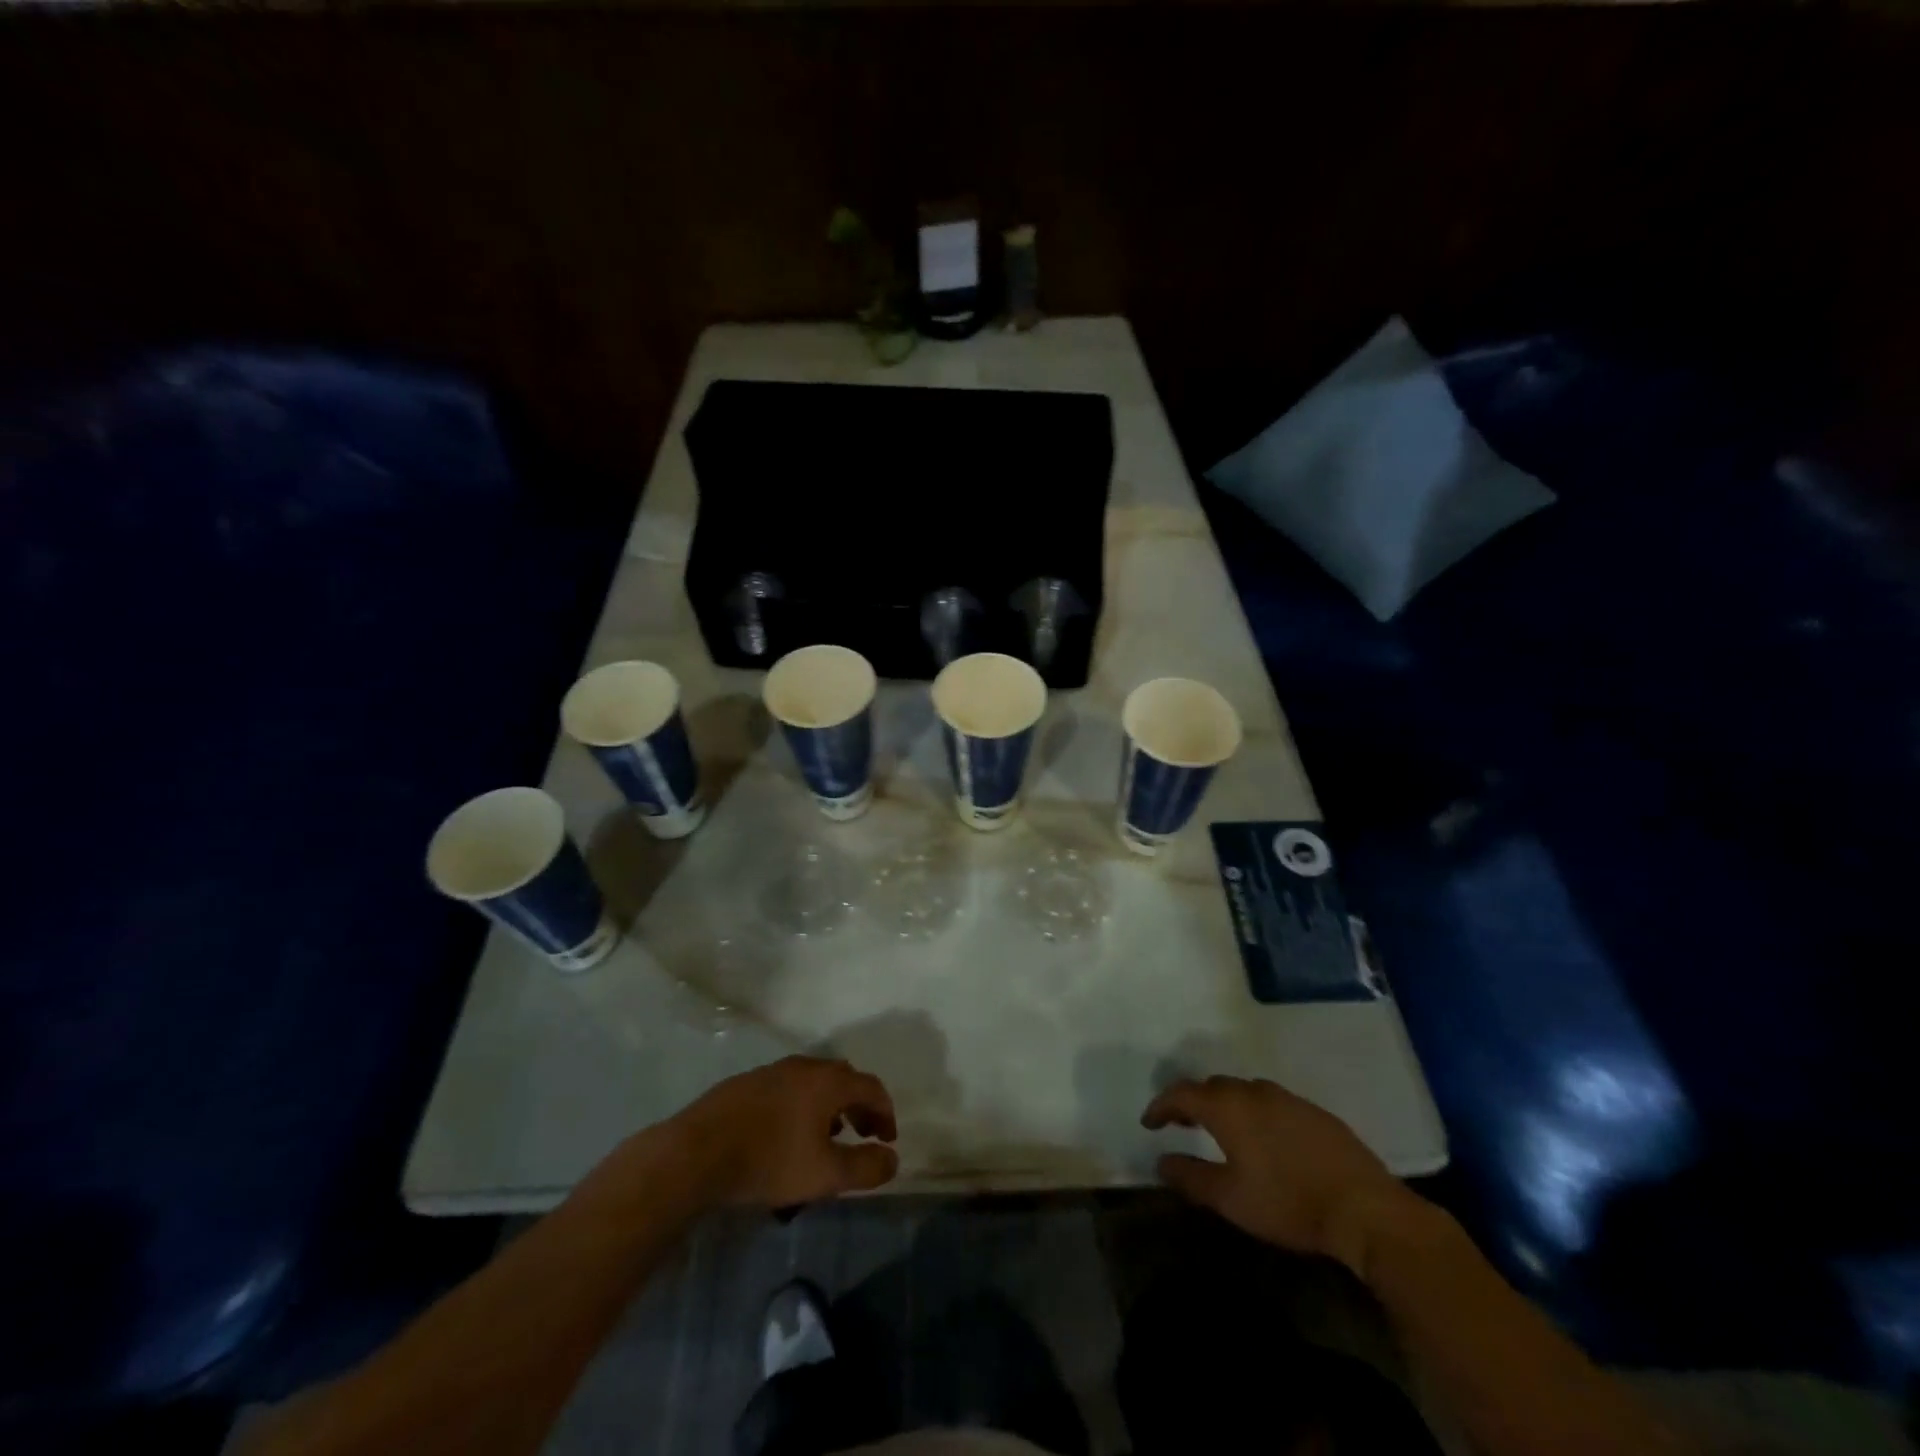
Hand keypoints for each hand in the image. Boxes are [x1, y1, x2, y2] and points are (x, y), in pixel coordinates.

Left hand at [674, 1056, 898, 1207]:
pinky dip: (801, 1106)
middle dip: (858, 1106)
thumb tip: (892, 1159)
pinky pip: (787, 1089)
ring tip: (825, 1138)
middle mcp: (804, 1066)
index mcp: (828, 1081)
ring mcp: (772, 1071)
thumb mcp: (826, 1175)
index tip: (887, 1140)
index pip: (871, 1086)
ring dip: (829, 1106)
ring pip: (813, 1082)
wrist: (697, 1153)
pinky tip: (786, 1136)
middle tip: (862, 1134)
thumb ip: (865, 1167)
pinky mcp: (746, 1083)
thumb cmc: (770, 1161)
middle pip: (843, 1079)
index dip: (885, 1112)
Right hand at [1142, 1076, 1410, 1268]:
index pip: (1182, 1094)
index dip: (1161, 1106)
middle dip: (1193, 1102)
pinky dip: (1255, 1112)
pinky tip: (1264, 1138)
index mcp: (1228, 1107)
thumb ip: (1190, 1177)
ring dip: (1225, 1105)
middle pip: (1213, 1087)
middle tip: (1182, 1124)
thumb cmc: (1287, 1202)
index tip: (1149, 1122)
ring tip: (1221, 1129)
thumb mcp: (1230, 1198)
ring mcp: (1287, 1098)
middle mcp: (1254, 1091)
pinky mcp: (1314, 1111)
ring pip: (1244, 1092)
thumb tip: (1161, 1162)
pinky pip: (1271, 1102)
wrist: (1364, 1208)